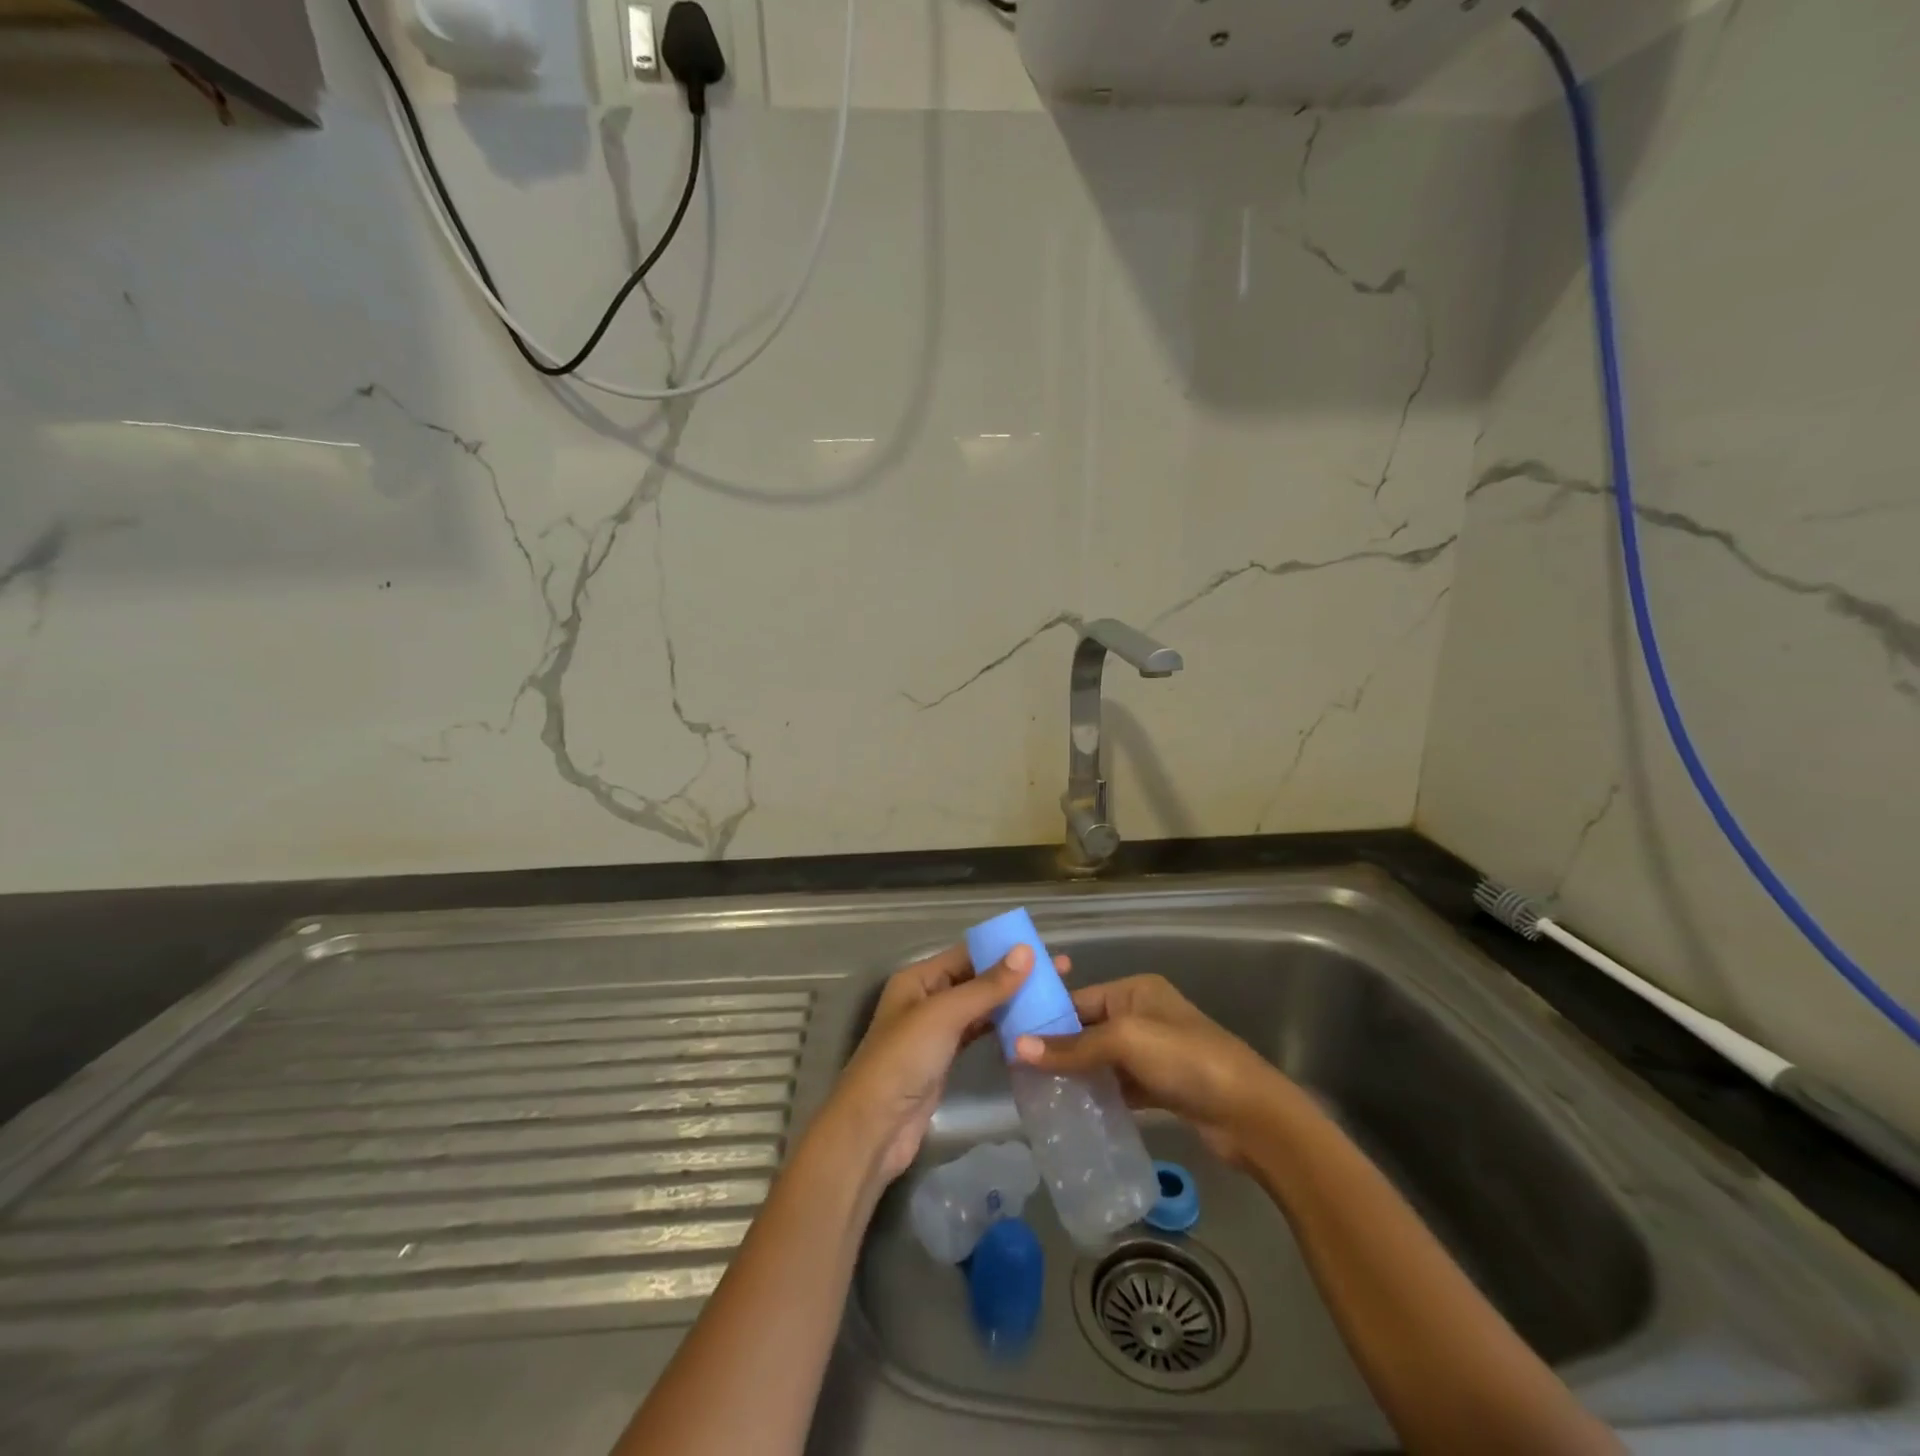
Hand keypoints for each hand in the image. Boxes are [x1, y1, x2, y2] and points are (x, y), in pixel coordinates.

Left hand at [819, 943, 1067, 1186]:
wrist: (876, 1127)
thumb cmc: (904, 1059)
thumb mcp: (945, 1015)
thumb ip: (987, 986)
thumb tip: (1026, 951)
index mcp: (918, 979)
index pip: (967, 954)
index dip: (1004, 950)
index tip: (1044, 950)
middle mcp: (927, 999)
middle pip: (976, 980)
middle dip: (1014, 976)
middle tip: (1060, 974)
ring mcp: (936, 1031)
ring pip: (980, 1008)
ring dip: (1012, 1002)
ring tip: (1053, 998)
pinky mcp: (946, 1060)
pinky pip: (979, 1034)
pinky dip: (1002, 1029)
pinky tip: (1030, 1027)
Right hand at [1014, 974, 1296, 1166]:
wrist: (1248, 1112)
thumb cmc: (1184, 1059)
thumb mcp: (1125, 1042)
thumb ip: (1073, 1047)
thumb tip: (1016, 1049)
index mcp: (1136, 990)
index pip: (1079, 999)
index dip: (1047, 1018)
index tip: (1010, 1038)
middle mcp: (1143, 1014)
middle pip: (1089, 1029)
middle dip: (1058, 1048)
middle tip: (1018, 1071)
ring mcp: (1154, 1052)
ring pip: (1102, 1059)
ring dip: (1076, 1074)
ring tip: (1036, 1092)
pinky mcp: (1161, 1086)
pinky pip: (1119, 1085)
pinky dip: (1099, 1094)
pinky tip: (1072, 1110)